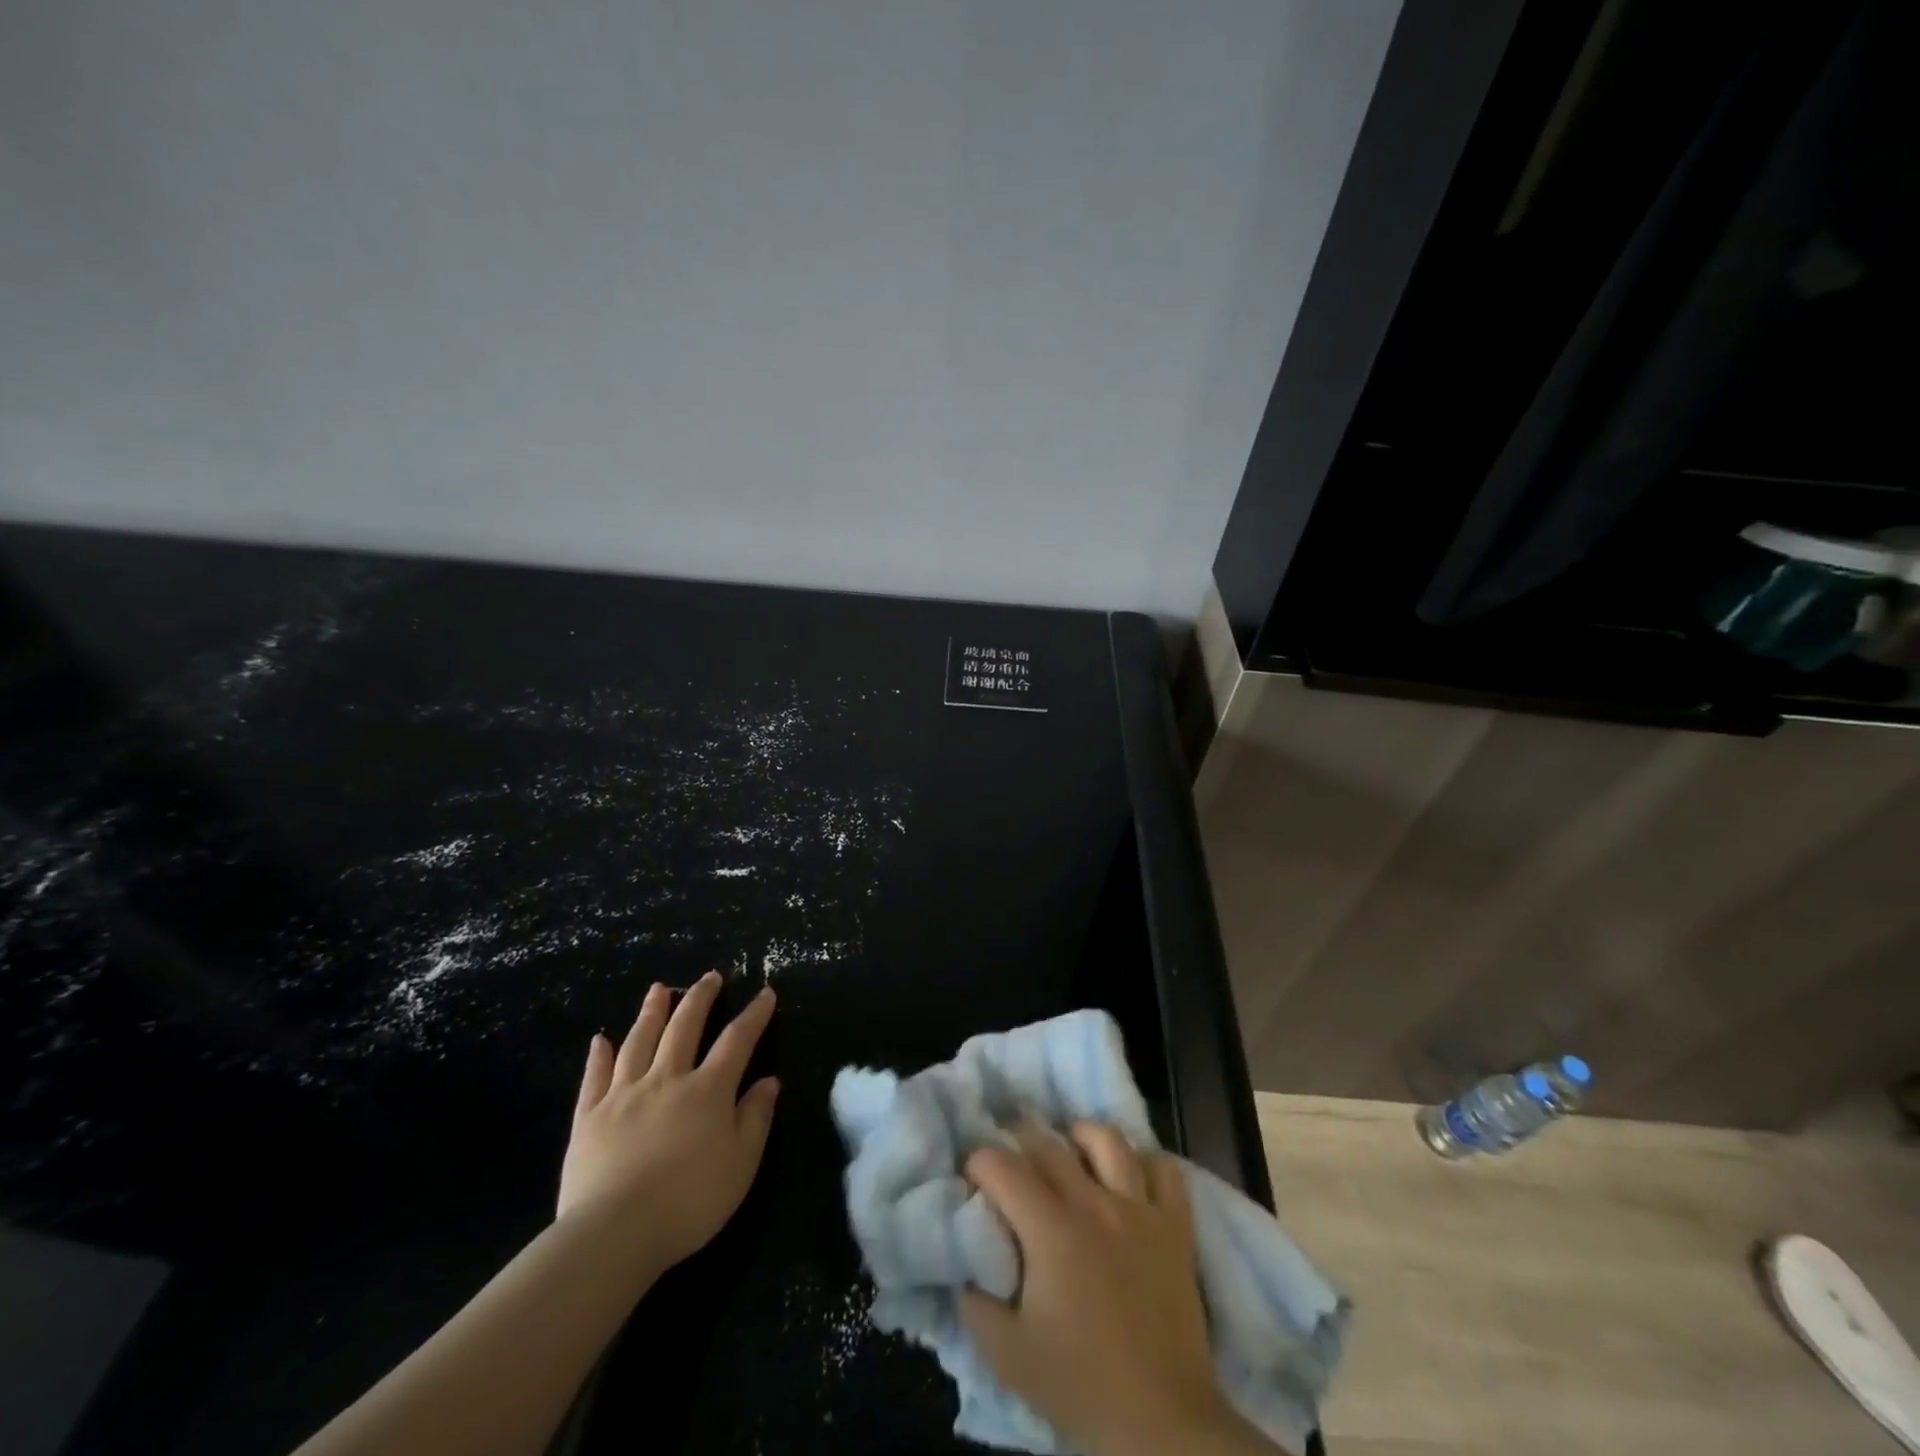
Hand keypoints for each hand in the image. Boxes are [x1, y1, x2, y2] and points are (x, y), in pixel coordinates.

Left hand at [557, 972, 779, 1273]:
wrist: (614, 1233)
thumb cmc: (689, 1201)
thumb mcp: (741, 1164)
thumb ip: (755, 1117)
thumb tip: (769, 1081)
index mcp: (708, 1090)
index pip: (737, 1040)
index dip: (754, 1015)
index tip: (765, 993)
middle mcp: (667, 1079)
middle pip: (684, 1027)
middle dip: (700, 998)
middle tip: (709, 976)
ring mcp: (624, 1095)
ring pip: (639, 1042)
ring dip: (651, 1012)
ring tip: (659, 989)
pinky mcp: (589, 1118)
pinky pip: (594, 1078)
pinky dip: (598, 1056)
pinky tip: (599, 1039)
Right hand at [961, 1123, 1273, 1455]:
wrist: (1162, 1423)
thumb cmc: (1081, 1386)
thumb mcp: (1007, 1356)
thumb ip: (974, 1304)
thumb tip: (964, 1267)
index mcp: (1049, 1228)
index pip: (1001, 1165)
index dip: (978, 1163)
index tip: (971, 1179)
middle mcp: (1093, 1202)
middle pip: (1048, 1144)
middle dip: (1018, 1141)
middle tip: (1009, 1160)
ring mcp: (1138, 1209)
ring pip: (1108, 1140)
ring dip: (1082, 1137)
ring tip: (1070, 1150)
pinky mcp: (1175, 1227)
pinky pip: (1165, 1170)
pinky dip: (1146, 1163)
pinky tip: (1131, 1177)